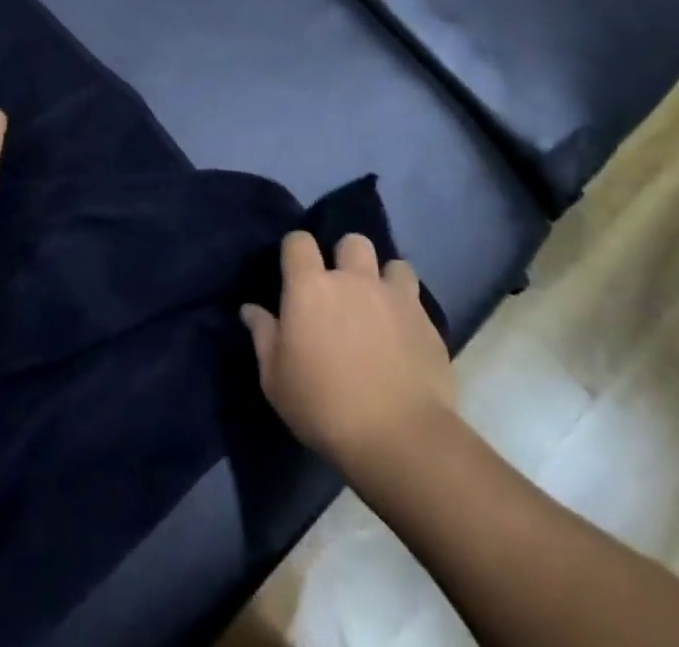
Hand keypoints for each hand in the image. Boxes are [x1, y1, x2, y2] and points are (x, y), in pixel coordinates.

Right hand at [241, 232, 451, 471]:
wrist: (400, 438)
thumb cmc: (324, 407)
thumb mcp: (276, 380)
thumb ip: (264, 337)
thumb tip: (250, 310)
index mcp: (311, 287)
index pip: (298, 241)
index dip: (296, 251)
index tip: (295, 272)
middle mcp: (353, 279)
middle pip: (352, 241)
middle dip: (346, 256)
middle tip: (343, 289)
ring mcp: (395, 297)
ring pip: (392, 264)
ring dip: (384, 278)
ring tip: (380, 306)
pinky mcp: (427, 322)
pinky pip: (416, 300)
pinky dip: (408, 311)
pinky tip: (404, 338)